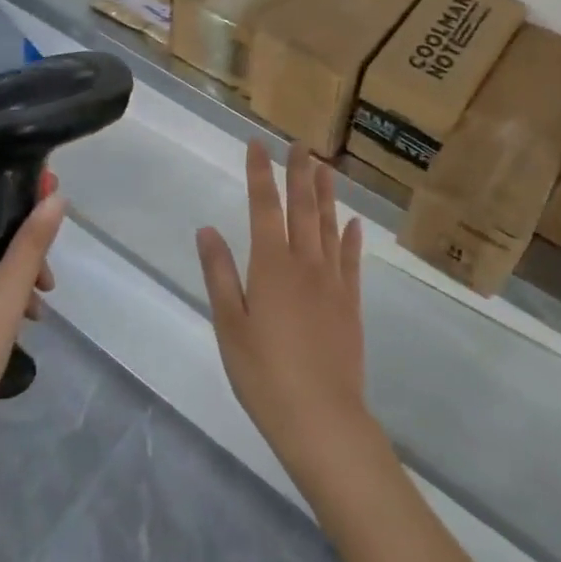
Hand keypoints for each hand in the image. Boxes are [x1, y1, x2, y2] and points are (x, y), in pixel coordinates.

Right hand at [197, 141, 379, 484]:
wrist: (321, 417)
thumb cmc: (264, 374)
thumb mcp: (229, 326)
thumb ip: (220, 274)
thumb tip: (208, 229)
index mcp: (271, 265)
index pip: (264, 206)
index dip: (260, 172)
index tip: (257, 144)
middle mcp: (305, 263)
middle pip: (302, 207)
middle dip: (299, 172)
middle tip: (299, 144)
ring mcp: (333, 282)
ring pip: (329, 226)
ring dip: (327, 194)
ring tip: (326, 167)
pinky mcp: (352, 303)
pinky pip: (351, 260)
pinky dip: (351, 238)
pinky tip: (352, 223)